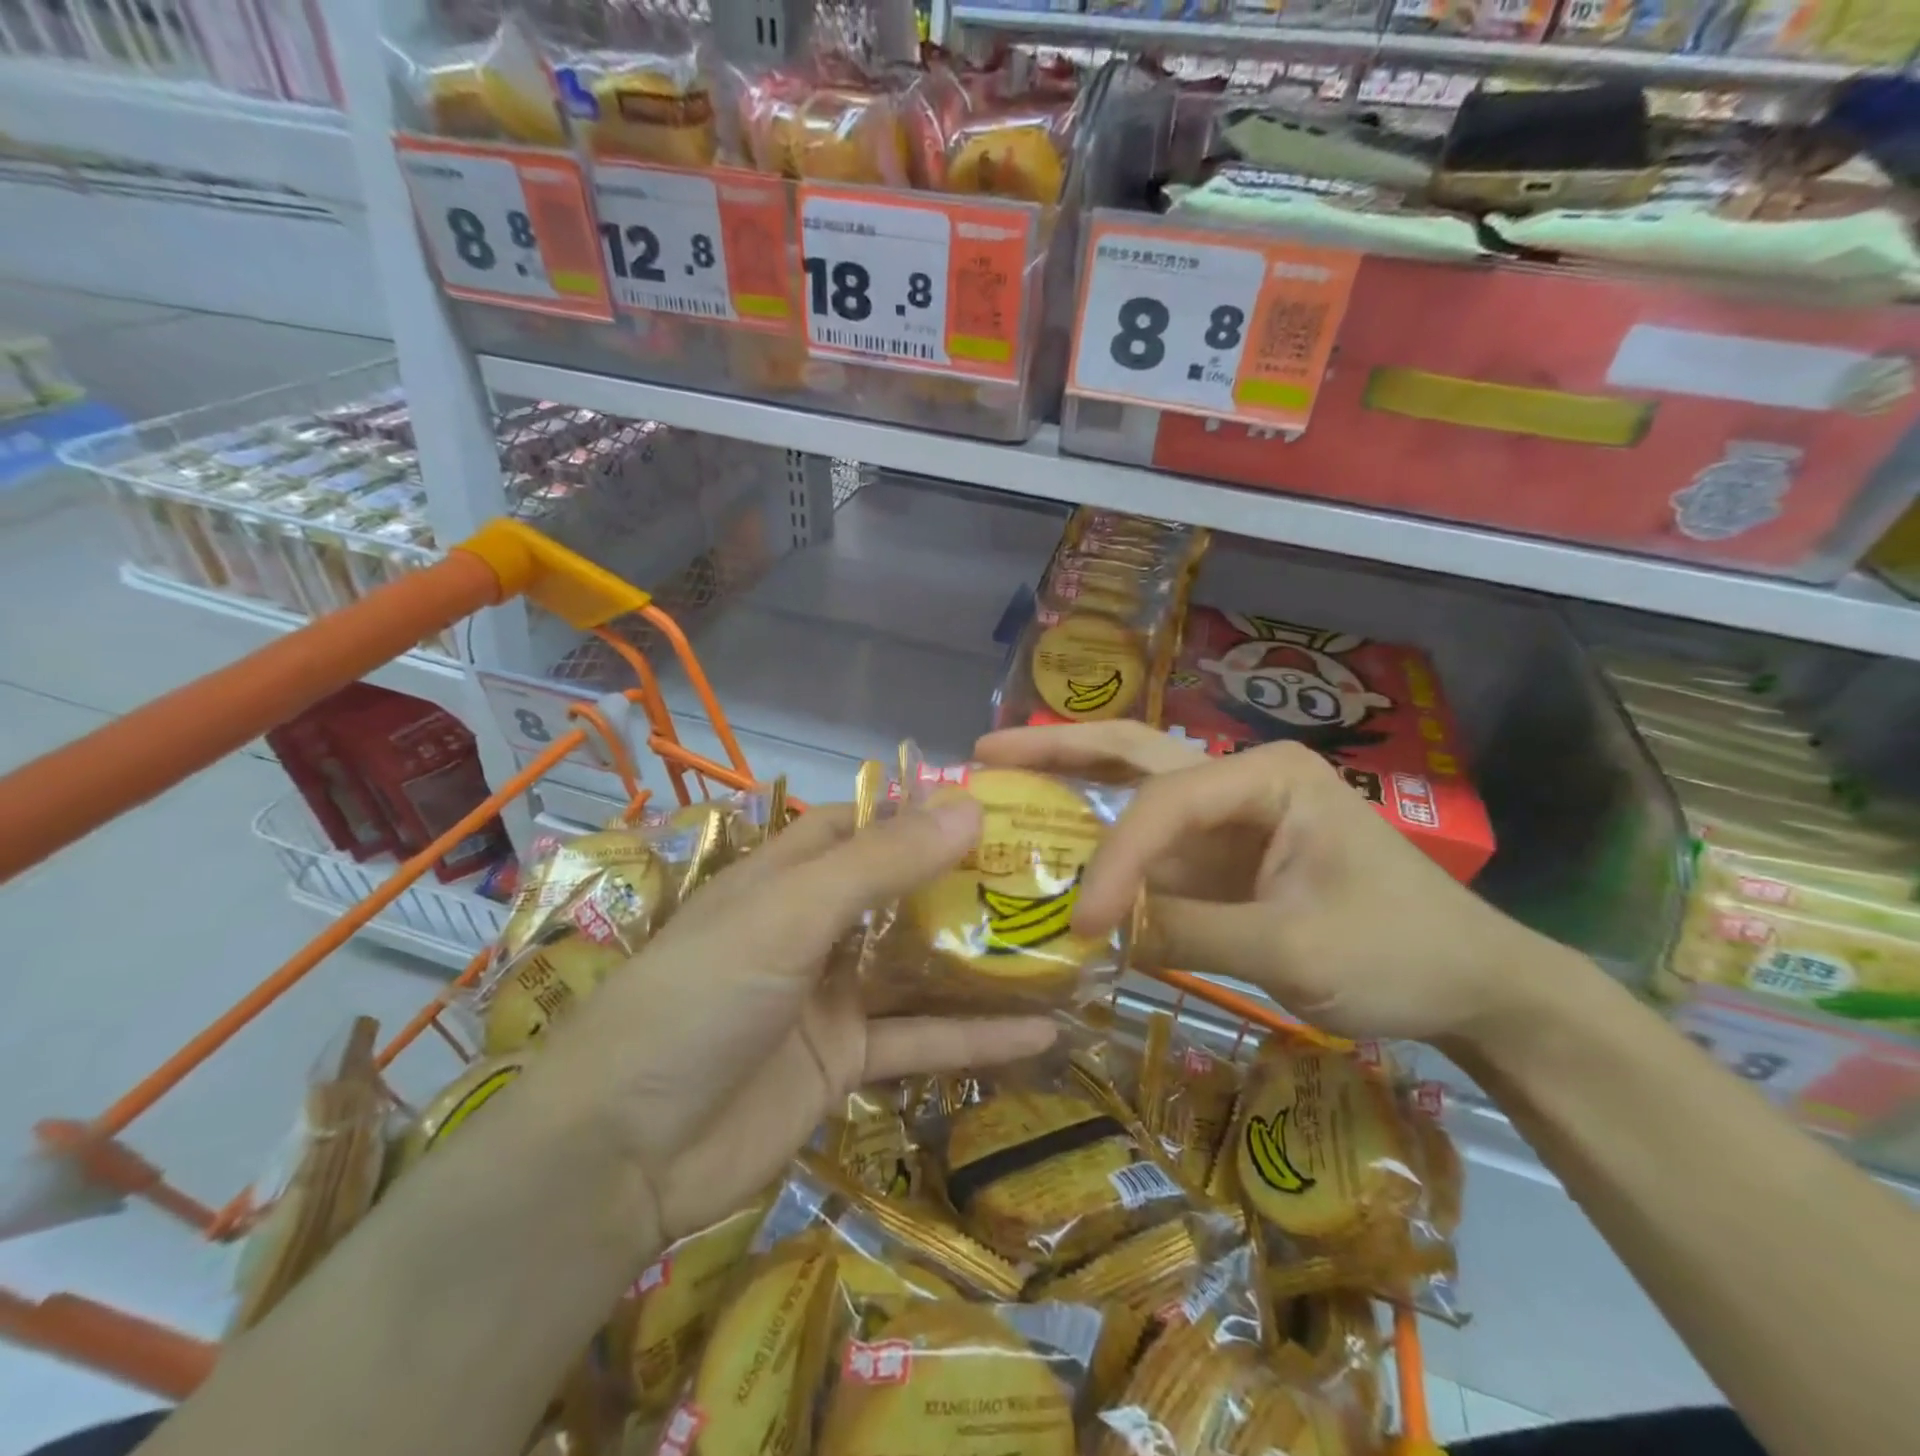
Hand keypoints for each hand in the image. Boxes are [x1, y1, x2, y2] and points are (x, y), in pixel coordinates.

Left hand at [523, 798, 1056, 1245]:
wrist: (624, 1153)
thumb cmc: (699, 997)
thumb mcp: (790, 916)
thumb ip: (880, 864)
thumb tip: (970, 807)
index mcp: (785, 876)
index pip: (857, 823)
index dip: (915, 809)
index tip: (990, 804)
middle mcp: (810, 928)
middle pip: (897, 893)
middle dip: (962, 882)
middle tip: (1043, 870)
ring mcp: (830, 997)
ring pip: (917, 967)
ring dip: (979, 960)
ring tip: (1057, 942)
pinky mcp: (844, 1062)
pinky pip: (920, 1040)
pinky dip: (975, 1038)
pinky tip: (1041, 1033)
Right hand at [976, 722, 1558, 1046]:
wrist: (1472, 984)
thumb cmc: (1400, 952)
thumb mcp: (1295, 950)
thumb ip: (1189, 933)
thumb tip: (1096, 932)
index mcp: (1264, 777)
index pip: (1163, 804)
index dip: (1113, 860)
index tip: (1080, 922)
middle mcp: (1238, 780)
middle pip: (1133, 753)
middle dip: (1058, 751)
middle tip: (987, 752)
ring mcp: (1228, 817)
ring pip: (1133, 789)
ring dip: (1069, 786)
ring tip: (1003, 780)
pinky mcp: (1222, 856)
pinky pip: (1149, 843)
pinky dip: (1100, 845)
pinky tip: (1055, 846)